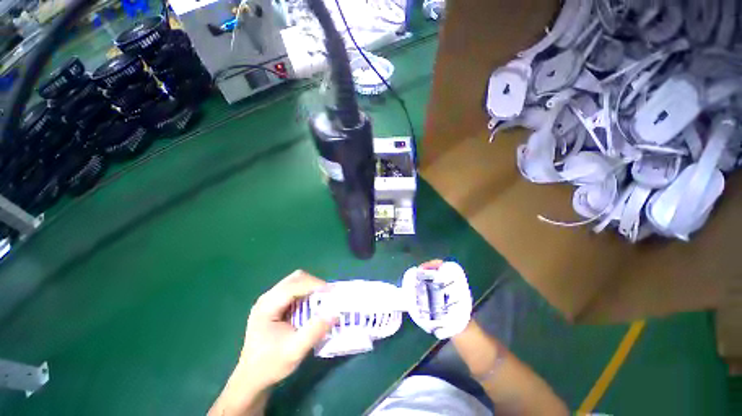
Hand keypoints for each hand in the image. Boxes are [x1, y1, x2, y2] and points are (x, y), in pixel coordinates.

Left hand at [209, 270, 335, 415]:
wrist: (250, 379)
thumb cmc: (270, 365)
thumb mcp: (294, 351)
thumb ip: (314, 331)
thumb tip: (334, 313)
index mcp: (267, 306)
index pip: (294, 286)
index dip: (314, 285)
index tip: (332, 291)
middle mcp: (267, 298)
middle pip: (295, 279)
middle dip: (314, 284)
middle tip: (328, 295)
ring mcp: (270, 300)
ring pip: (295, 282)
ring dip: (311, 287)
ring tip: (323, 299)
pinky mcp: (274, 304)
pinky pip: (294, 290)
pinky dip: (306, 292)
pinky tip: (312, 304)